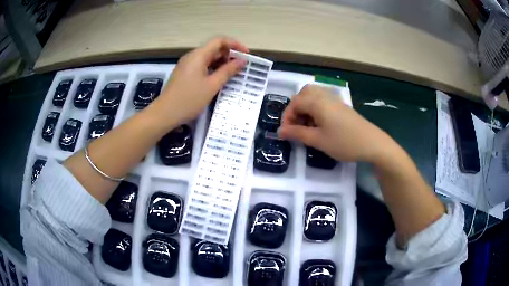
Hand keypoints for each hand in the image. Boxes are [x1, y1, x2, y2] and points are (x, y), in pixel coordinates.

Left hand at [151, 37, 248, 125]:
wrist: (164, 114)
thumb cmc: (189, 99)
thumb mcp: (212, 85)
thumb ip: (228, 71)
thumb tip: (242, 61)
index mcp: (198, 55)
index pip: (219, 40)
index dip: (235, 44)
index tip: (246, 54)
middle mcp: (192, 56)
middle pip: (213, 48)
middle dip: (229, 54)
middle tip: (241, 67)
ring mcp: (187, 65)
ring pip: (208, 58)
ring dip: (221, 63)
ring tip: (232, 74)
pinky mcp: (184, 73)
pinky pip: (202, 66)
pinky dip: (213, 69)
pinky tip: (218, 79)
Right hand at [278, 84, 391, 162]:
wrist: (372, 144)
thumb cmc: (344, 142)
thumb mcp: (318, 140)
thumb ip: (297, 133)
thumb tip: (280, 131)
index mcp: (317, 102)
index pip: (294, 103)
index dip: (287, 117)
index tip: (286, 133)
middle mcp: (325, 96)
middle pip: (304, 94)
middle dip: (296, 109)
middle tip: (296, 125)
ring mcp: (335, 100)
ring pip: (314, 96)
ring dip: (305, 109)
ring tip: (307, 126)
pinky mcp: (342, 106)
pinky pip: (323, 101)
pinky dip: (315, 110)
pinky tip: (319, 125)